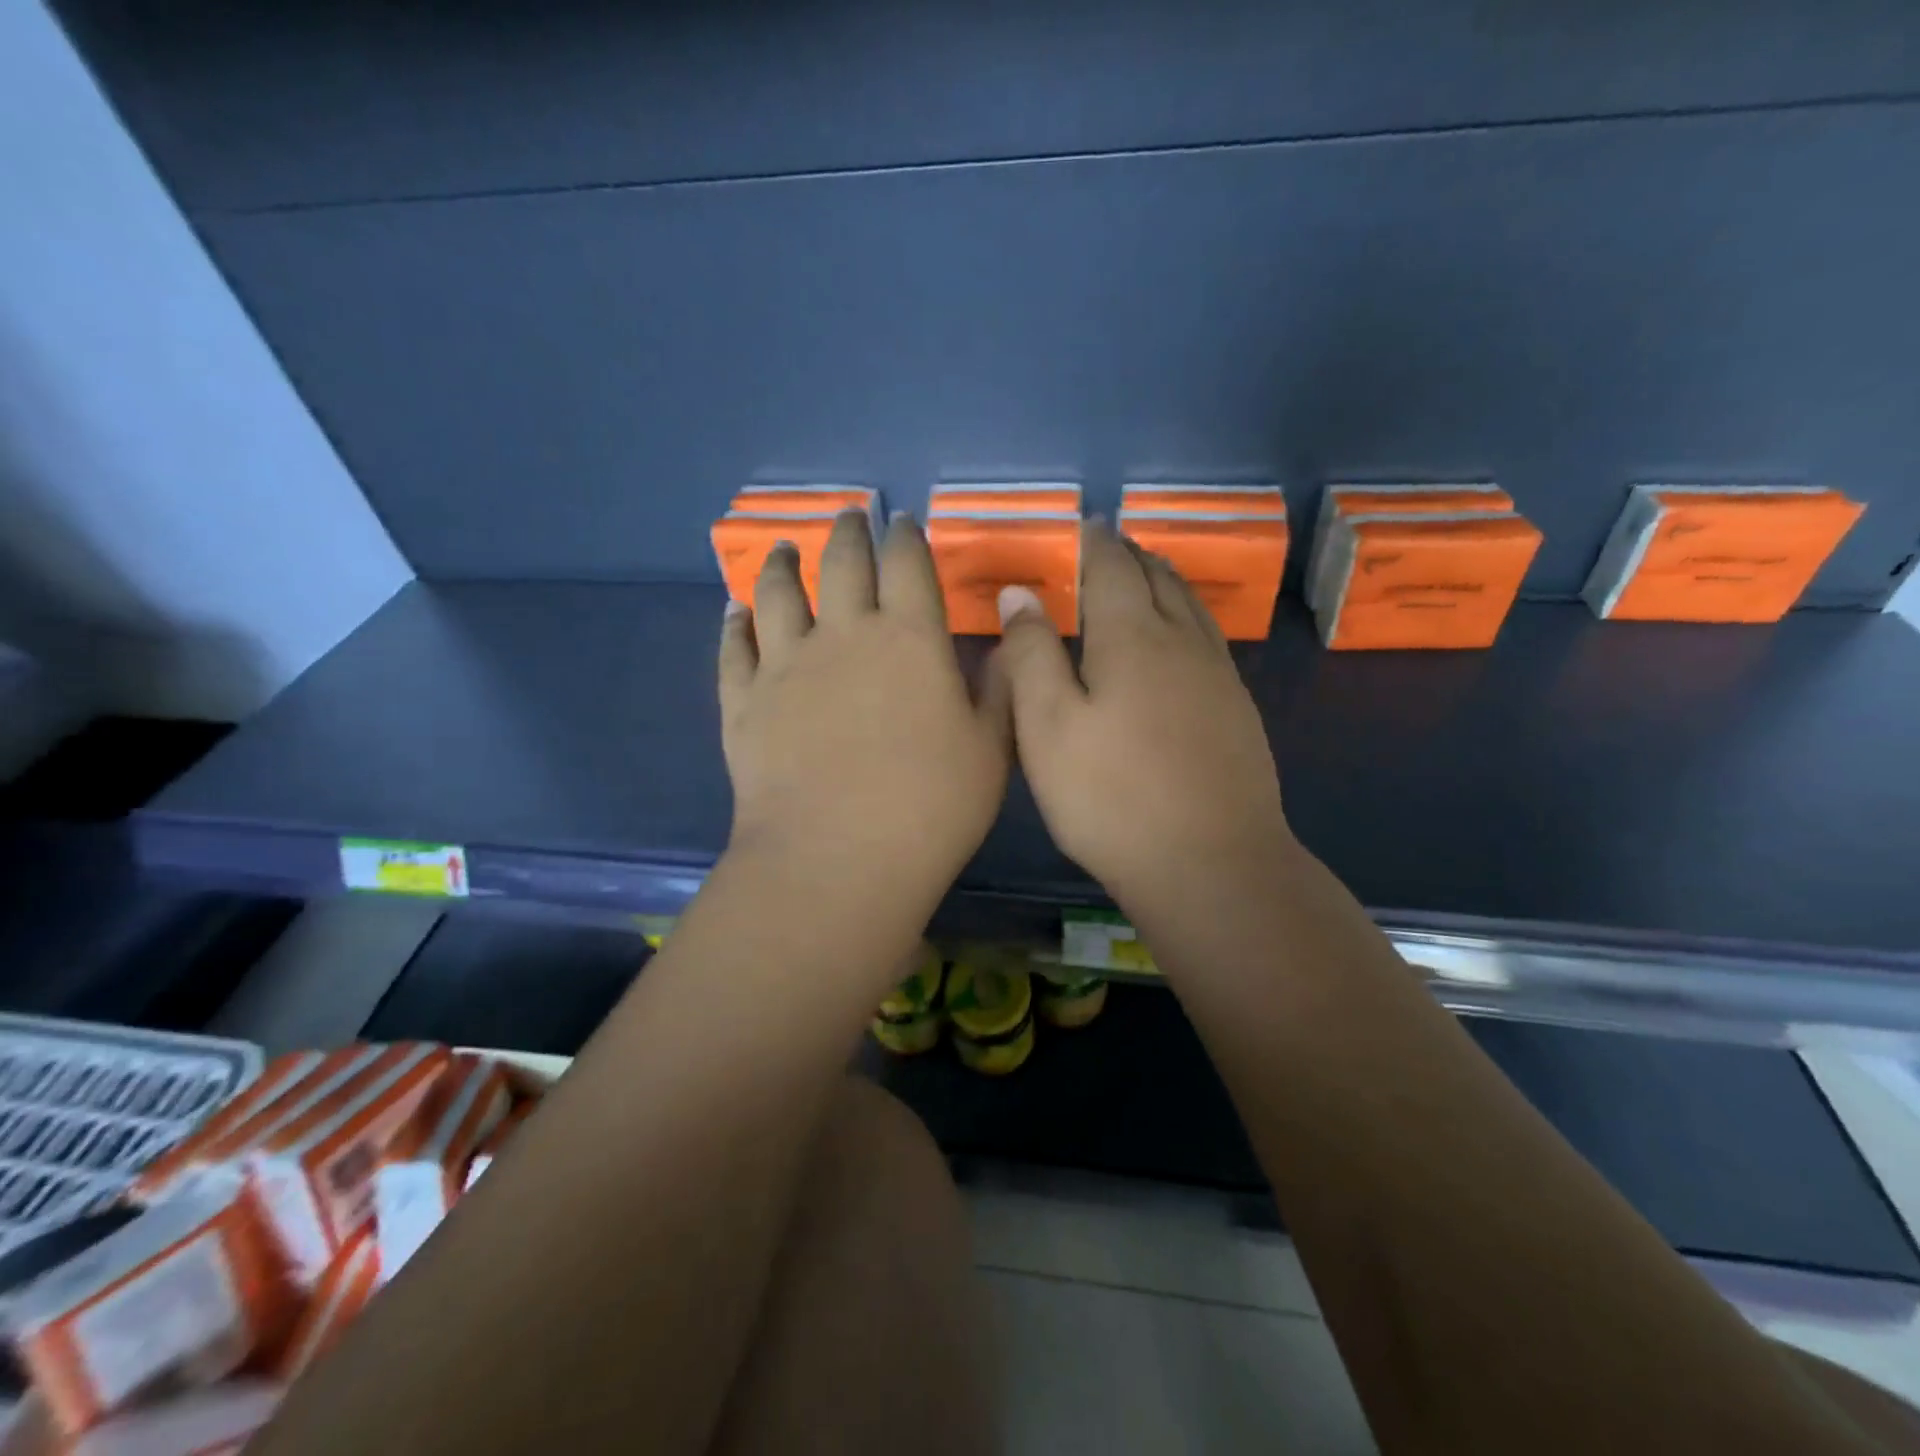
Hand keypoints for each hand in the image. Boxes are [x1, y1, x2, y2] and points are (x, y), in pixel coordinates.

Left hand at [719, 511, 1010, 916]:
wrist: (838, 859)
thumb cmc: (930, 806)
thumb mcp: (991, 749)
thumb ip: (998, 688)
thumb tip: (1002, 642)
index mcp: (910, 638)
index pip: (908, 564)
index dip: (907, 536)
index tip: (904, 522)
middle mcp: (845, 634)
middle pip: (842, 562)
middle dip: (848, 532)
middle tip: (849, 517)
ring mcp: (786, 664)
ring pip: (779, 593)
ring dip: (783, 563)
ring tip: (785, 548)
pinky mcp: (744, 700)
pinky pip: (734, 646)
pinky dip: (735, 622)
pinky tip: (736, 610)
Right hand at [996, 519, 1293, 913]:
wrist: (1210, 863)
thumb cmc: (1110, 797)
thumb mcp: (1046, 726)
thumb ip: (1031, 655)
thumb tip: (1021, 593)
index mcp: (1131, 637)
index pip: (1113, 569)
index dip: (1096, 544)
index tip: (1087, 525)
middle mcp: (1182, 642)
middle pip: (1159, 579)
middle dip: (1132, 555)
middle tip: (1113, 544)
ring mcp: (1218, 677)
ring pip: (1191, 607)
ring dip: (1166, 580)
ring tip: (1149, 573)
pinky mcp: (1238, 711)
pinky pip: (1210, 639)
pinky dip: (1189, 617)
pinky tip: (1183, 638)